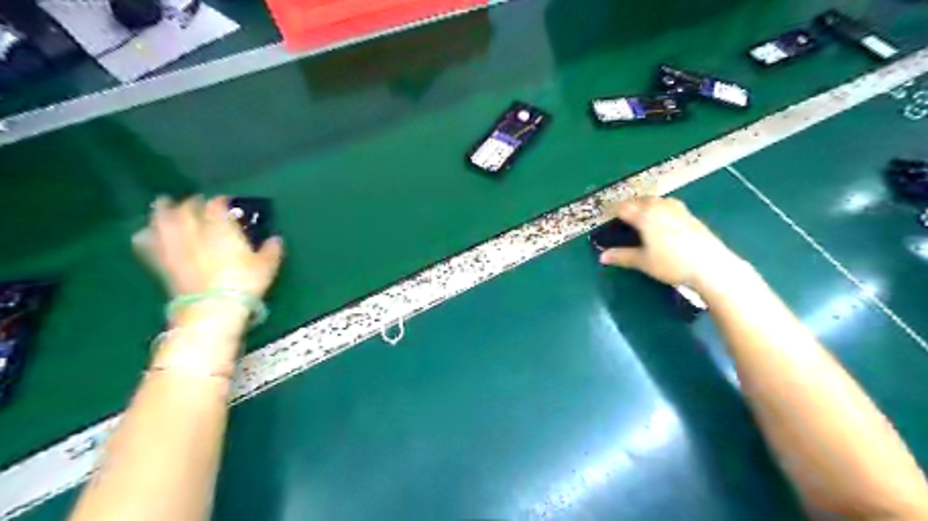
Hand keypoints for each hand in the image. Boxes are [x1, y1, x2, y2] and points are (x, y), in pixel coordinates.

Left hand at [135, 195, 281, 301]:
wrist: (213, 307)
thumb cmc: (244, 281)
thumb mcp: (267, 265)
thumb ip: (271, 249)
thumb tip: (276, 239)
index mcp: (220, 227)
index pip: (216, 205)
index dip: (219, 201)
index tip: (225, 202)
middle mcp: (194, 231)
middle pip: (186, 209)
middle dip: (190, 203)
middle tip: (195, 202)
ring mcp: (175, 246)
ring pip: (162, 222)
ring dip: (162, 212)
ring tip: (163, 207)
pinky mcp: (162, 263)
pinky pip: (147, 245)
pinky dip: (146, 236)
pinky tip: (145, 234)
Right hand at [603, 197, 743, 293]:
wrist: (710, 265)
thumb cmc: (671, 264)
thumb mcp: (643, 262)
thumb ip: (622, 256)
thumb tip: (602, 256)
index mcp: (645, 216)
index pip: (623, 208)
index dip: (612, 210)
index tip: (604, 215)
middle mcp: (660, 207)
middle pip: (639, 200)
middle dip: (628, 205)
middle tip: (620, 214)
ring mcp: (677, 209)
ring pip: (655, 200)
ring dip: (644, 203)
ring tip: (639, 213)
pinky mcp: (689, 215)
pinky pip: (668, 204)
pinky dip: (659, 207)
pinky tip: (661, 217)